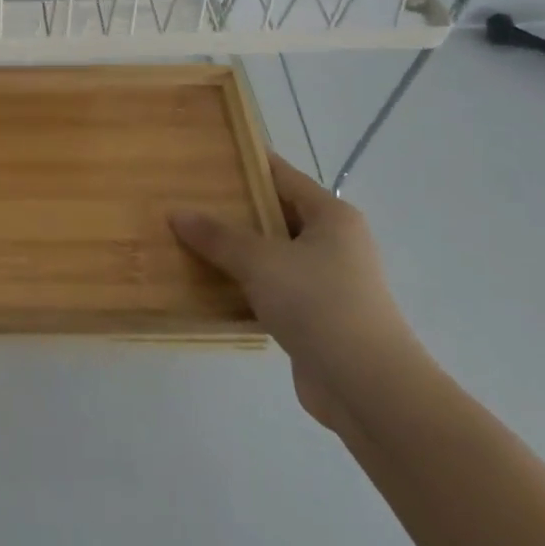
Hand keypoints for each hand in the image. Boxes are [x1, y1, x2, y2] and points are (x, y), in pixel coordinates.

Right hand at [171, 156, 420, 430]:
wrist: (368, 389)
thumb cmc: (319, 305)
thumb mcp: (260, 261)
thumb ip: (217, 236)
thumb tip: (176, 213)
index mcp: (331, 216)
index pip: (281, 175)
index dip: (244, 163)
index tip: (203, 156)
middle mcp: (333, 243)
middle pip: (274, 214)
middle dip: (231, 209)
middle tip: (184, 198)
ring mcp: (326, 282)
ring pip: (270, 254)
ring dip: (234, 251)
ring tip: (186, 238)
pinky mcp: (315, 317)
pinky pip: (270, 289)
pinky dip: (243, 285)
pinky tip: (207, 284)